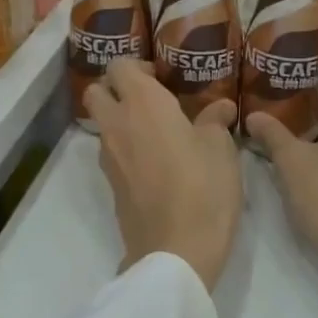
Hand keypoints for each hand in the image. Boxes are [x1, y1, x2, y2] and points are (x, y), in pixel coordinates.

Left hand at [82, 59, 241, 292]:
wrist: (176, 251)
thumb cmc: (203, 187)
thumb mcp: (220, 148)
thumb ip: (215, 120)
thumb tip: (220, 108)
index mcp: (143, 103)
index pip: (119, 65)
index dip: (137, 66)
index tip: (162, 77)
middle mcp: (117, 124)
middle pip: (96, 91)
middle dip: (115, 89)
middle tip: (150, 100)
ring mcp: (109, 158)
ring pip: (102, 124)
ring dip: (121, 121)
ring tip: (158, 133)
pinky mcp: (111, 186)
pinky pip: (112, 153)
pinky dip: (126, 149)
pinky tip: (157, 163)